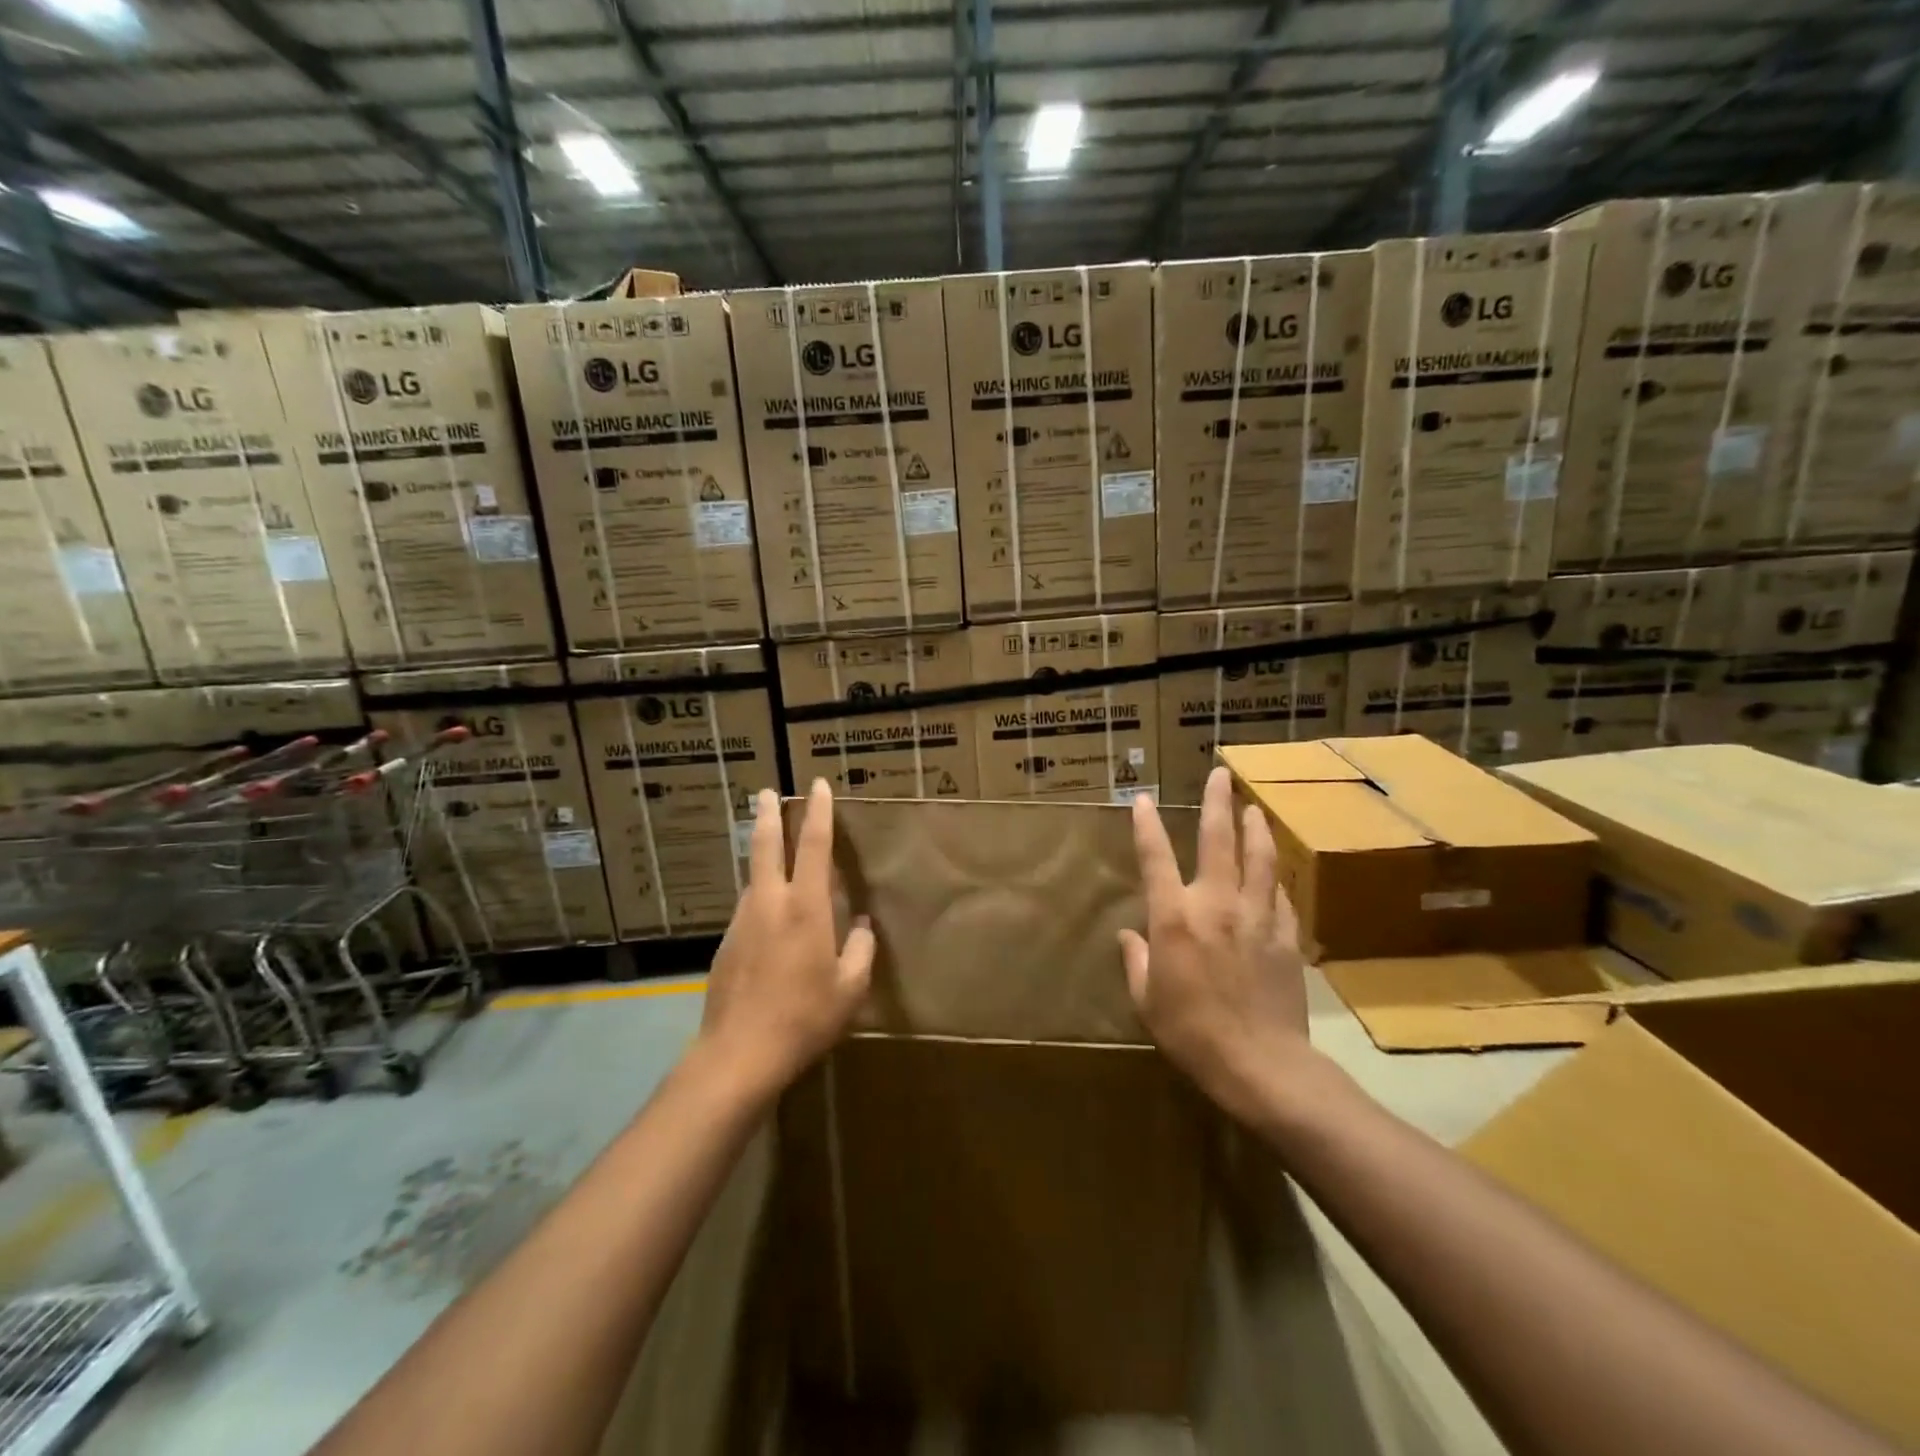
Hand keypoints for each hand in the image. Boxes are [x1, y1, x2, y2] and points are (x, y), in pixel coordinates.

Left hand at [698, 779, 874, 1098]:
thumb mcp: (850, 989)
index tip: (817, 786)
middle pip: (765, 845)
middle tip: (766, 793)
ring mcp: (742, 922)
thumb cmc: (804, 1018)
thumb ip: (860, 951)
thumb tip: (861, 928)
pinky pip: (748, 909)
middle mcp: (769, 903)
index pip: (813, 845)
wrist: (738, 1054)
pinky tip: (769, 919)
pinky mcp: (726, 944)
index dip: (818, 812)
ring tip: (773, 854)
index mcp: (805, 907)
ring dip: (762, 857)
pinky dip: (760, 898)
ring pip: (753, 878)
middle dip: (767, 815)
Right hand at [1120, 765, 1311, 1124]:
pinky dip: (1272, 878)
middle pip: (1218, 839)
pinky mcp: (1284, 935)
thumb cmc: (1190, 1032)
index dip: (1146, 825)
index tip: (1141, 799)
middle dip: (1217, 802)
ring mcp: (1255, 916)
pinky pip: (1278, 894)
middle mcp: (1215, 904)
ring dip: (1255, 828)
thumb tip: (1127, 936)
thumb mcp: (1146, 1000)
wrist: (1260, 1064)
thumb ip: (1135, 960)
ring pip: (1259, 857)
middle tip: (1221, 774)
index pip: (1155, 858)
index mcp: (1174, 917)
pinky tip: (1272, 873)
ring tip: (1253, 808)